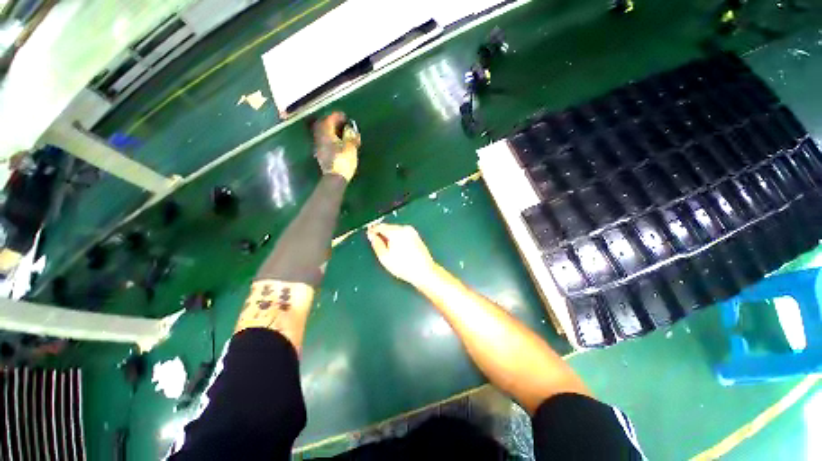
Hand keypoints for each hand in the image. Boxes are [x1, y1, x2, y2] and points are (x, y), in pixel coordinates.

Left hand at [313, 111, 360, 181]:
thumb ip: (350, 136)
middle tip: (341, 122)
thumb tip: (350, 129)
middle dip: (332, 122)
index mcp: (326, 134)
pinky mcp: (322, 154)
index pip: (329, 120)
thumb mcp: (350, 147)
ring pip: (324, 134)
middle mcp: (320, 138)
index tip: (345, 116)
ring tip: (341, 132)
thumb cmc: (343, 161)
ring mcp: (319, 147)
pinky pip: (325, 141)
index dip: (337, 116)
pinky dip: (331, 138)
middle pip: (323, 126)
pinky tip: (337, 141)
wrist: (335, 178)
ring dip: (331, 130)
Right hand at [367, 223, 437, 286]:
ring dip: (391, 237)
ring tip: (391, 251)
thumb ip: (376, 244)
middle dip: (383, 235)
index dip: (373, 230)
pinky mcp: (416, 236)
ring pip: (396, 231)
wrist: (423, 271)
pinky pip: (403, 235)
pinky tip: (399, 251)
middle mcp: (405, 229)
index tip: (369, 235)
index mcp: (396, 232)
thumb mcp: (384, 257)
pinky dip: (399, 240)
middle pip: (389, 228)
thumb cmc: (405, 267)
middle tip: (379, 246)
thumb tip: (371, 236)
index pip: (380, 226)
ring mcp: (412, 232)